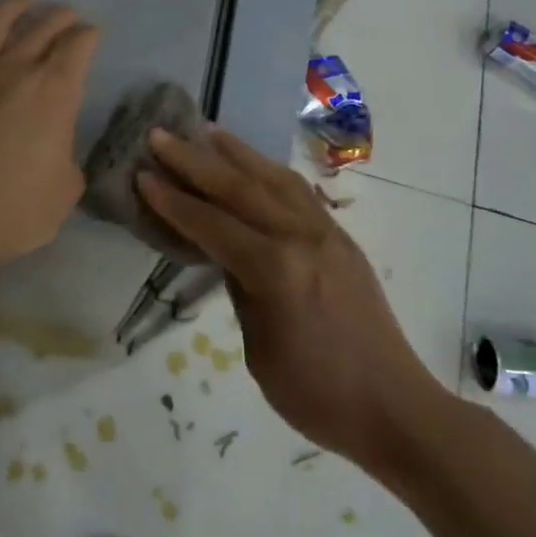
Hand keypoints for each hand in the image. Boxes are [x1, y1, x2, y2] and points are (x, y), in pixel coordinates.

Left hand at [0, 0, 100, 278]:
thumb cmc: (17, 207)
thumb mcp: (67, 188)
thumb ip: (65, 156)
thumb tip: (54, 149)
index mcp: (56, 89)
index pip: (79, 44)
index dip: (89, 35)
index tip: (92, 34)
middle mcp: (16, 68)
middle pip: (42, 26)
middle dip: (60, 16)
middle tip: (66, 14)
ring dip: (11, 8)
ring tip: (20, 2)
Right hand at [136, 128, 436, 468]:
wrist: (393, 405)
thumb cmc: (316, 393)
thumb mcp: (259, 349)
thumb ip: (240, 289)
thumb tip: (226, 252)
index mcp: (275, 269)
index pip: (211, 224)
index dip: (173, 200)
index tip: (142, 173)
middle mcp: (300, 236)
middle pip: (239, 187)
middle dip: (194, 159)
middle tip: (160, 135)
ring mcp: (325, 231)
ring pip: (272, 178)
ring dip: (235, 152)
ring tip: (206, 130)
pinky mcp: (340, 236)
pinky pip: (298, 191)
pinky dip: (268, 171)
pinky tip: (254, 165)